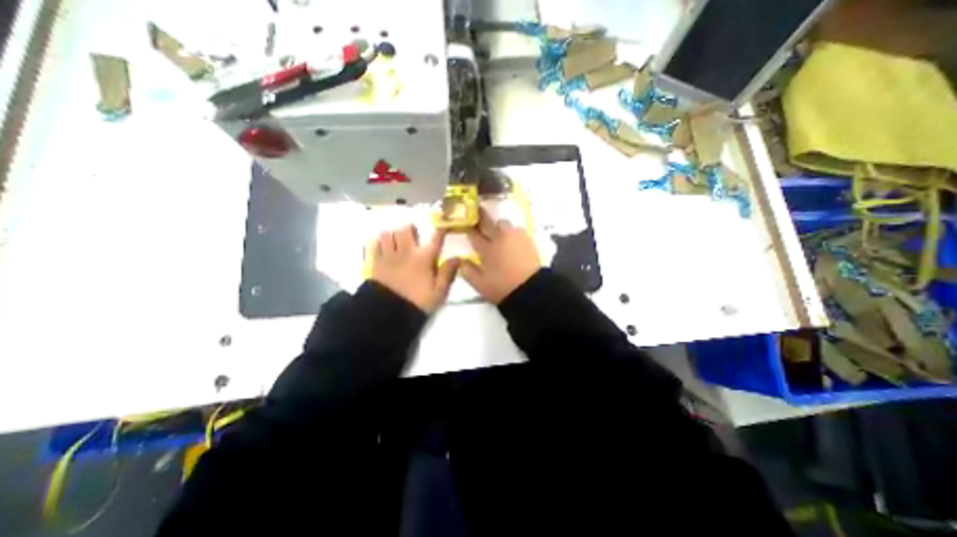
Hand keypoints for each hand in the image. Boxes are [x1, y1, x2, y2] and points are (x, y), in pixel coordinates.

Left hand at [370, 224, 458, 312]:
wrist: (389, 314)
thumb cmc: (418, 303)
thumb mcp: (439, 292)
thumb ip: (448, 273)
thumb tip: (458, 258)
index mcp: (424, 258)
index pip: (435, 239)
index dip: (440, 230)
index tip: (443, 226)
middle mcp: (406, 252)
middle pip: (406, 229)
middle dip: (411, 229)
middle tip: (414, 235)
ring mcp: (388, 256)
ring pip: (388, 234)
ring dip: (394, 235)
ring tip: (397, 242)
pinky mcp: (375, 263)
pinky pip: (374, 245)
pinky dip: (379, 242)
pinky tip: (384, 248)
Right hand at [460, 208, 541, 303]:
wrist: (530, 289)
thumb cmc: (502, 287)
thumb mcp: (480, 284)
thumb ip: (467, 271)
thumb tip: (461, 260)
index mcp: (487, 249)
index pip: (474, 234)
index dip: (468, 228)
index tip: (465, 222)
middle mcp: (499, 239)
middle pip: (488, 223)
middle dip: (480, 216)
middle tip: (476, 210)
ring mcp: (514, 237)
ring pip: (503, 224)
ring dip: (497, 226)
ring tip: (497, 233)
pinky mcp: (527, 240)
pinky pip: (516, 230)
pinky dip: (511, 232)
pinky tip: (511, 240)